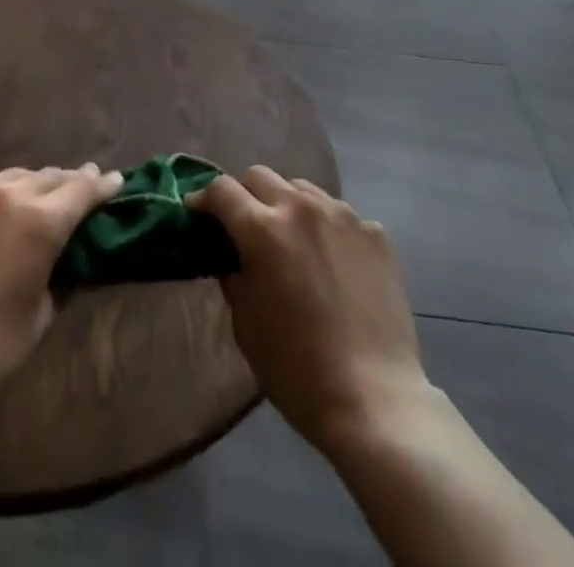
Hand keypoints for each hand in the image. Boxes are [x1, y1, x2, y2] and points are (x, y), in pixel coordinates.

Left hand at [0, 164, 122, 407]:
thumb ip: (62, 278)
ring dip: (33, 185)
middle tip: (82, 190)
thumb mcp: (40, 316)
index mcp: (41, 220)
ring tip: (39, 198)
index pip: (83, 188)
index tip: (116, 182)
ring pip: (14, 177)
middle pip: (50, 176)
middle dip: (70, 182)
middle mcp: (8, 195)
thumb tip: (72, 263)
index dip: (103, 185)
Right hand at [189, 166, 428, 454]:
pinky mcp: (375, 233)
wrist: (375, 399)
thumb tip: (229, 252)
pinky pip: (339, 215)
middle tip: (242, 226)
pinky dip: (325, 228)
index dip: (203, 200)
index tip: (198, 215)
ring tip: (289, 239)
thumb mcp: (245, 323)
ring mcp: (343, 216)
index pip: (221, 189)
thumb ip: (233, 272)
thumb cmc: (296, 369)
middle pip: (260, 176)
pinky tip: (331, 262)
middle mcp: (302, 208)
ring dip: (285, 204)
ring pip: (302, 188)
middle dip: (243, 194)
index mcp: (263, 229)